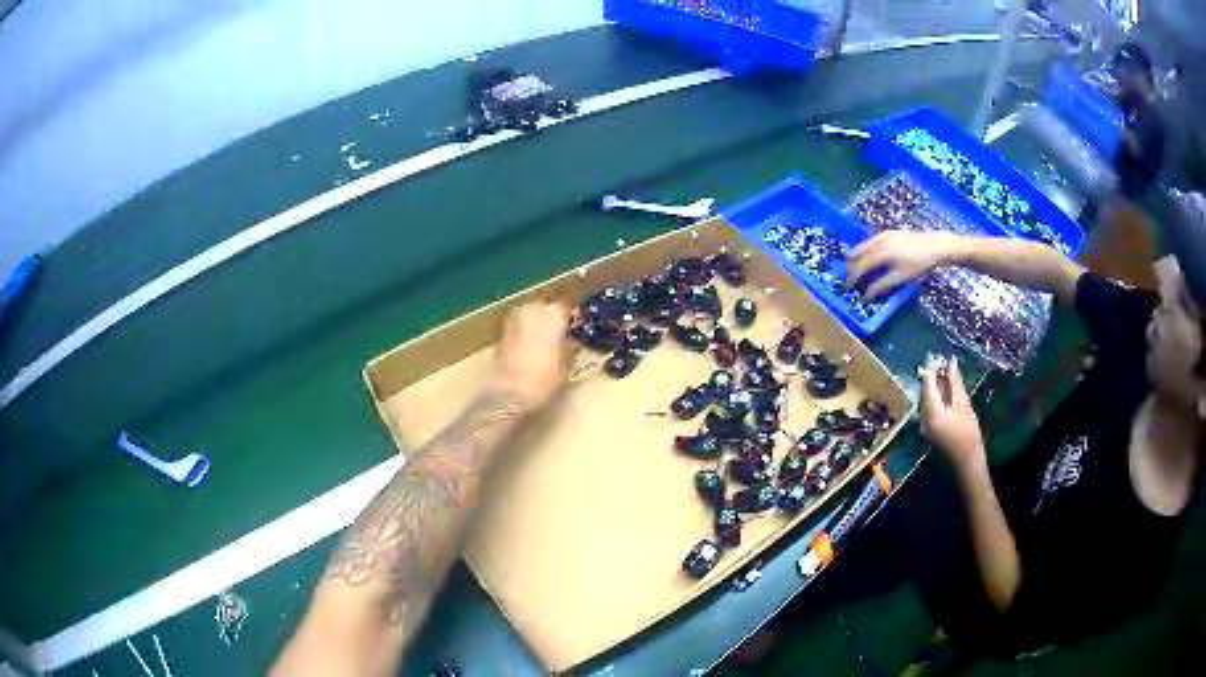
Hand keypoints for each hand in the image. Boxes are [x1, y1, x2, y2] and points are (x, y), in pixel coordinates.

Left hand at [490, 302, 570, 412]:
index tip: (574, 324)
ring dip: (535, 323)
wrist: (509, 393)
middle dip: (551, 318)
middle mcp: (533, 308)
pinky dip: (523, 332)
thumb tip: (566, 339)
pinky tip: (528, 347)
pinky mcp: (501, 330)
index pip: (567, 306)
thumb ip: (567, 344)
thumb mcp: (566, 363)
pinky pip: (518, 325)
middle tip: (558, 333)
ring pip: (530, 314)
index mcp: (554, 314)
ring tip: (542, 340)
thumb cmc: (544, 380)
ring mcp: (514, 317)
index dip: (571, 316)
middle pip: (546, 307)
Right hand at [847, 231, 960, 298]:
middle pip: (857, 252)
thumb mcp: (901, 277)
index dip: (852, 278)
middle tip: (851, 279)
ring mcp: (883, 235)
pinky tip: (872, 258)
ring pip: (863, 245)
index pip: (859, 265)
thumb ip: (882, 285)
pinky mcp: (890, 232)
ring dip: (858, 258)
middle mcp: (878, 241)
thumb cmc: (920, 264)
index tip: (849, 288)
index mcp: (880, 252)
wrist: (936, 246)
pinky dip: (866, 251)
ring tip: (859, 270)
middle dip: (851, 266)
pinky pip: (871, 241)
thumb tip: (867, 296)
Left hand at [920, 356, 985, 472]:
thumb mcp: (963, 405)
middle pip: (924, 392)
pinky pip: (929, 409)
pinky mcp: (929, 430)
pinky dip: (936, 398)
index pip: (926, 383)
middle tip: (943, 363)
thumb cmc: (968, 434)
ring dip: (934, 386)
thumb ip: (955, 383)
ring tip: (946, 374)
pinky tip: (946, 392)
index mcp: (930, 412)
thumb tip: (950, 362)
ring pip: (926, 400)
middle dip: (932, 376)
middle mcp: (922, 418)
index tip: (939, 356)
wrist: (966, 464)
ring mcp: (924, 426)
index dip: (931, 368)